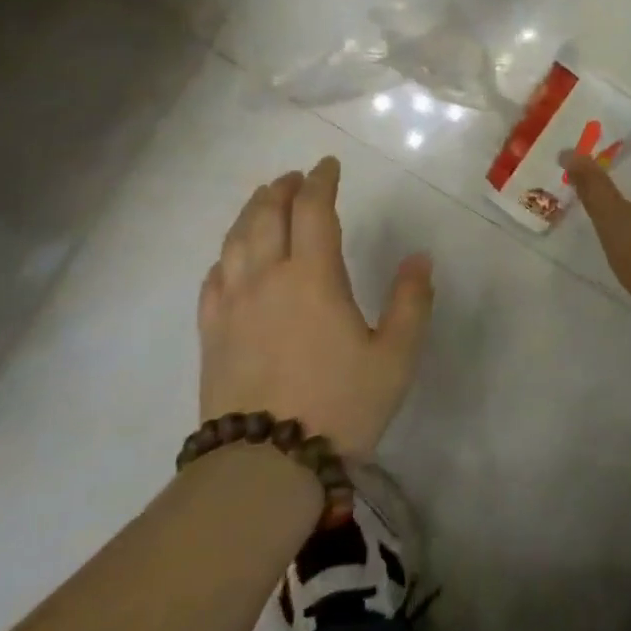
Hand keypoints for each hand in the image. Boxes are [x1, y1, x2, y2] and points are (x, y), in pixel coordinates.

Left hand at [197, 156, 433, 455]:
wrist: (266, 464)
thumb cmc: (341, 405)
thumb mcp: (395, 357)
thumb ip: (411, 302)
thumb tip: (420, 258)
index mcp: (312, 277)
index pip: (312, 210)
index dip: (320, 181)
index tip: (328, 166)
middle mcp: (266, 278)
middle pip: (266, 216)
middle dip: (281, 189)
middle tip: (295, 178)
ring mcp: (232, 306)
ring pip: (234, 241)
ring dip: (250, 213)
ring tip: (263, 202)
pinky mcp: (211, 334)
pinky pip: (213, 279)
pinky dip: (225, 256)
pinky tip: (231, 259)